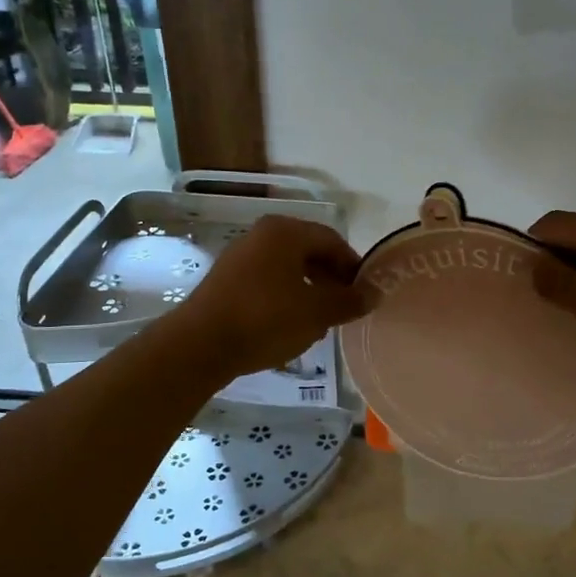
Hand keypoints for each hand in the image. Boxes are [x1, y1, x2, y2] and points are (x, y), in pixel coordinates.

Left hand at [169, 215, 371, 376]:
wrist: (200, 345)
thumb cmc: (266, 319)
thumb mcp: (317, 312)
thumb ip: (349, 301)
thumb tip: (375, 293)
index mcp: (285, 231)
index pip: (332, 241)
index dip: (353, 267)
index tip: (364, 295)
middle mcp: (261, 235)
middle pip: (309, 252)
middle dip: (331, 280)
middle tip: (344, 309)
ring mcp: (240, 257)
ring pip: (288, 269)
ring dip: (309, 291)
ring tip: (319, 322)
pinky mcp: (226, 281)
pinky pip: (267, 282)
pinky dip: (285, 298)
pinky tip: (289, 326)